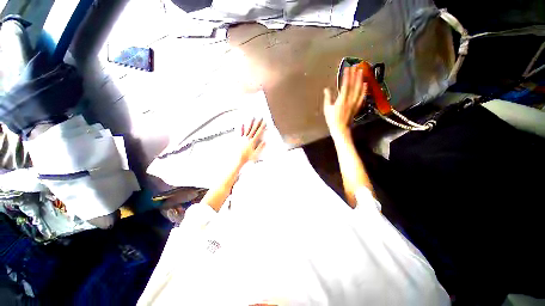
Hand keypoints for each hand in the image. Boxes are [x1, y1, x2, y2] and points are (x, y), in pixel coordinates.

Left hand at [237, 118, 265, 165]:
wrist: (238, 159)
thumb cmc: (247, 157)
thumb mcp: (255, 153)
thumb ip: (260, 147)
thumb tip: (264, 142)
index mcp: (252, 141)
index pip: (258, 132)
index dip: (261, 127)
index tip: (264, 123)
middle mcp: (248, 138)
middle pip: (253, 129)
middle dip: (257, 123)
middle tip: (259, 118)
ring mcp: (243, 138)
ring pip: (247, 129)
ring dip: (250, 123)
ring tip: (252, 118)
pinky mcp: (239, 139)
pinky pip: (240, 132)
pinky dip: (242, 128)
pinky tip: (242, 124)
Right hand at [323, 67, 367, 135]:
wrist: (340, 128)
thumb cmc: (332, 119)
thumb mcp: (327, 109)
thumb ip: (328, 98)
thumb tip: (326, 89)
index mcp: (341, 100)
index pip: (345, 85)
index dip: (347, 76)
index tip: (347, 68)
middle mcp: (350, 100)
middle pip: (354, 85)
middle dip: (355, 75)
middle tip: (356, 66)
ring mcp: (355, 103)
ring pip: (359, 89)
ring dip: (360, 80)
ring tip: (362, 71)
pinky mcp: (357, 106)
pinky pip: (362, 97)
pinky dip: (364, 90)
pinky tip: (365, 84)